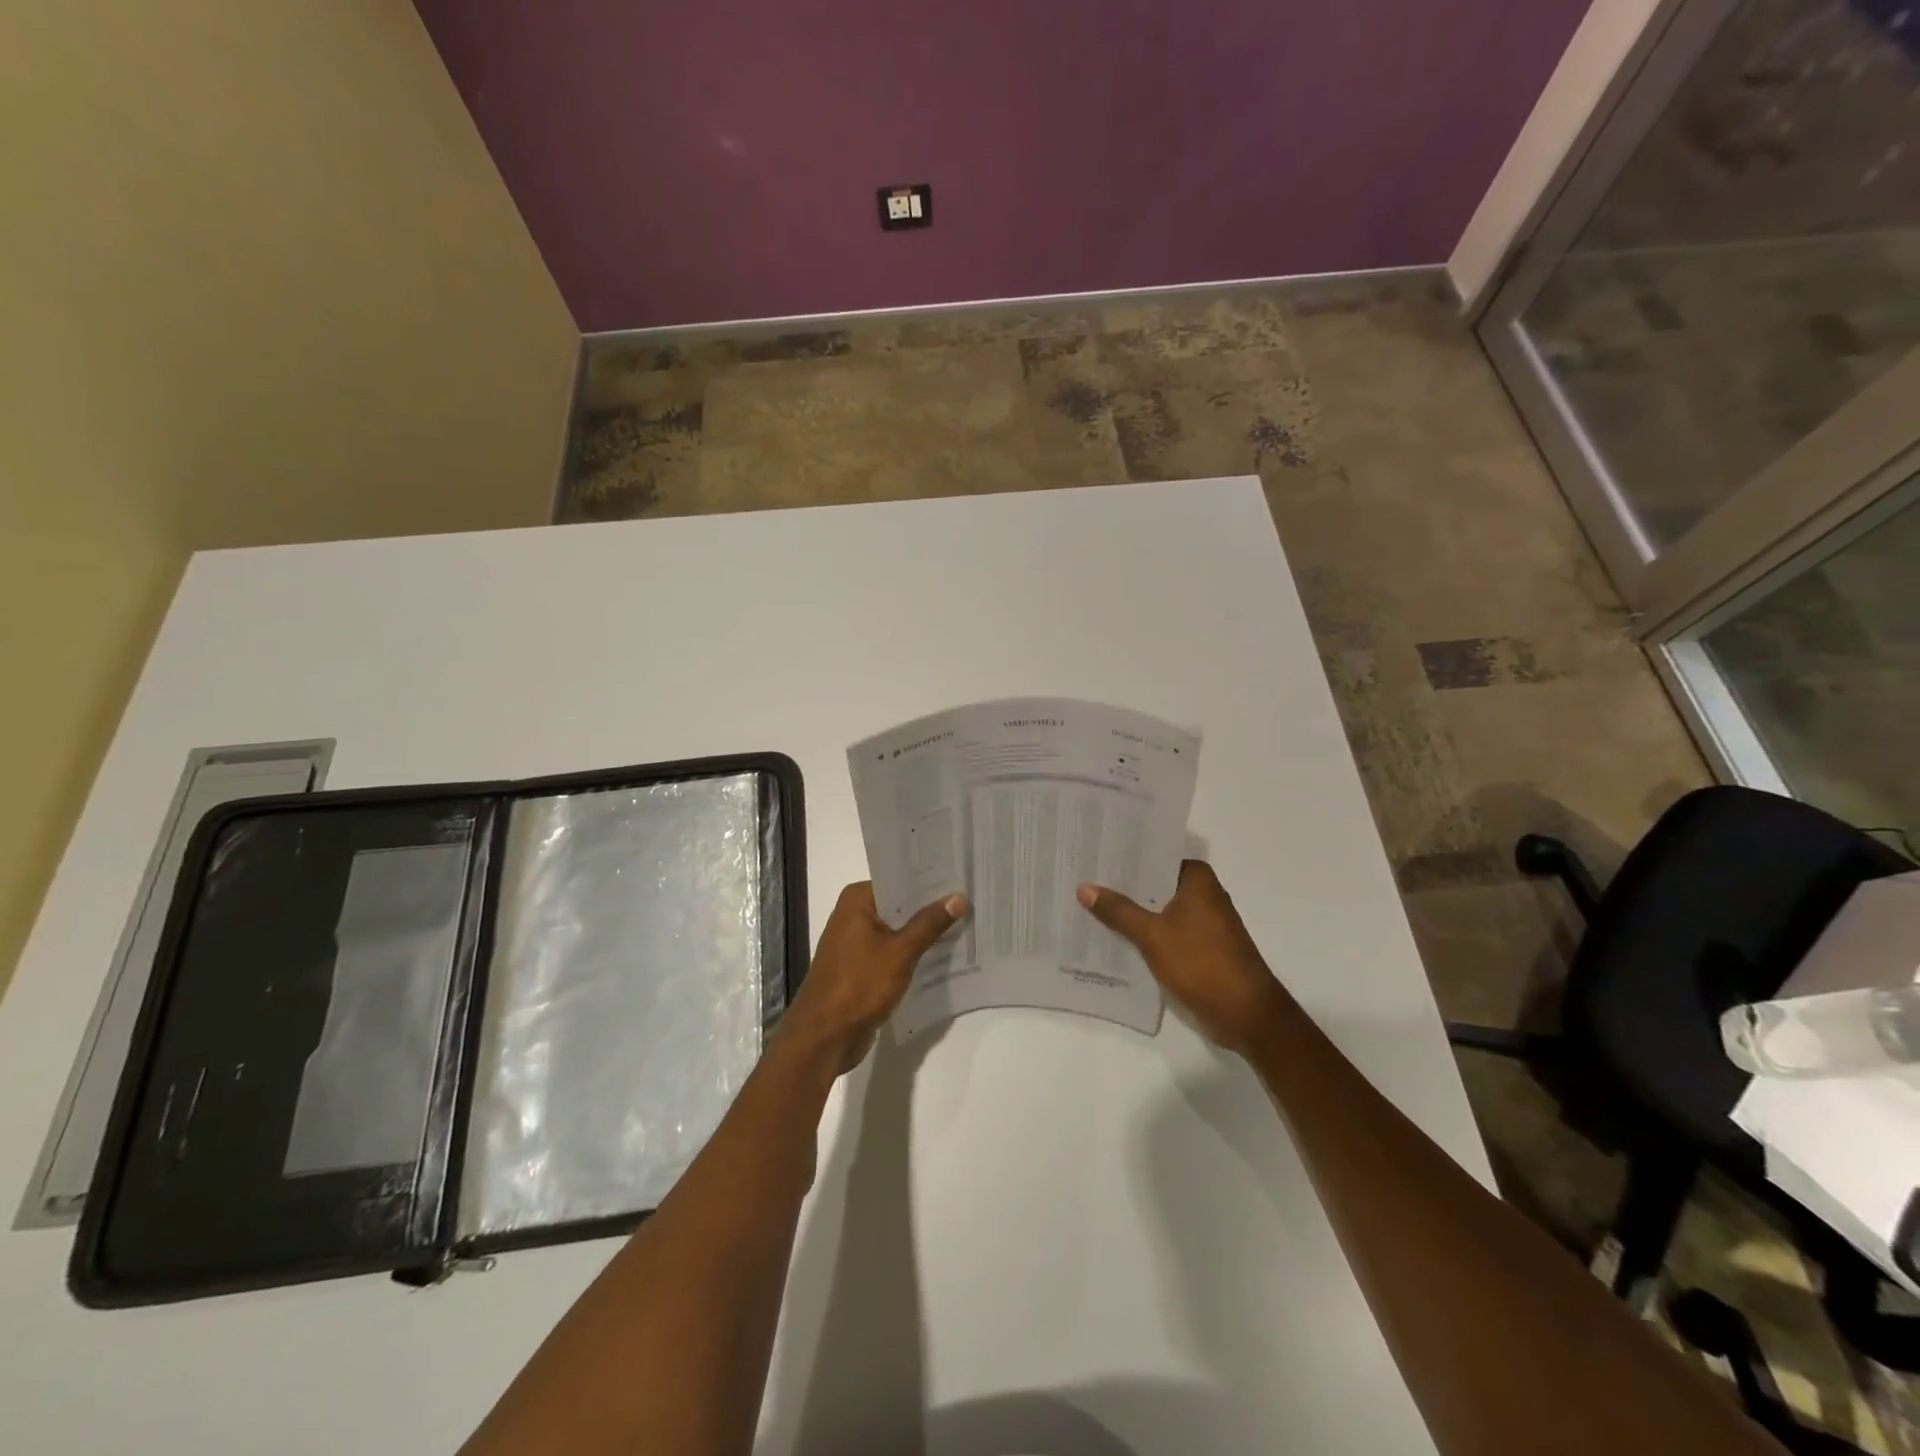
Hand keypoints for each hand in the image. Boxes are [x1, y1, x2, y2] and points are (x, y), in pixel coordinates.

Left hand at [781, 882, 967, 1072]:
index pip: (900, 880)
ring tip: (966, 925)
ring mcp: (856, 943)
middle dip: (931, 908)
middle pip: (900, 906)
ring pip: (898, 931)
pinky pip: (893, 952)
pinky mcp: (862, 968)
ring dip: (924, 933)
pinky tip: (944, 955)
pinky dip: (913, 954)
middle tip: (971, 901)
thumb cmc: (859, 985)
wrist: (824, 1038)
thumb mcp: (900, 952)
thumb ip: (929, 923)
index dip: (930, 881)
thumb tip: (958, 896)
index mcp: (857, 901)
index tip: (961, 878)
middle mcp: (854, 915)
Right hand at [1078, 860, 1284, 1052]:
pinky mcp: (1200, 948)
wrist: (1246, 1014)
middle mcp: (1203, 895)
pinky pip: (1165, 931)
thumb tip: (1084, 887)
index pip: (1154, 857)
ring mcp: (1203, 923)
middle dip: (1122, 887)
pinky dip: (1144, 933)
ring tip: (1089, 906)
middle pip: (1154, 884)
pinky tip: (1114, 937)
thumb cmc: (1202, 963)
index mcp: (1197, 880)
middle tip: (1082, 880)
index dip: (1124, 858)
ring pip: (1158, 909)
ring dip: (1132, 912)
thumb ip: (1119, 911)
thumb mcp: (1153, 935)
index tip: (1093, 856)